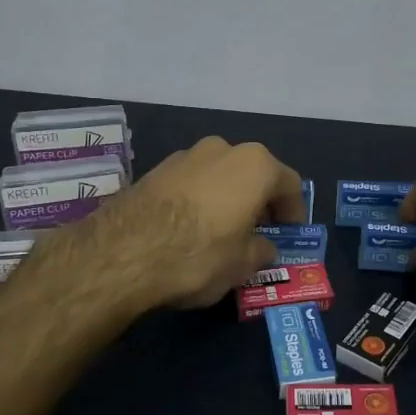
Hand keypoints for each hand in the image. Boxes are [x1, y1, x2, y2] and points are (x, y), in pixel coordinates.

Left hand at [77, 136, 304, 311]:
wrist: (121, 253)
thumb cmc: (198, 255)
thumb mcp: (241, 264)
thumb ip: (260, 251)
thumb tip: (262, 247)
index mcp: (255, 166)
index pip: (289, 184)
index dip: (294, 211)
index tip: (290, 232)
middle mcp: (223, 149)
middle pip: (253, 174)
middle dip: (258, 201)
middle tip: (257, 231)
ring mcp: (185, 155)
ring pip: (219, 176)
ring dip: (226, 198)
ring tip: (221, 231)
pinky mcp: (154, 169)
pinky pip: (191, 183)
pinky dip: (198, 200)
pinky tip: (188, 228)